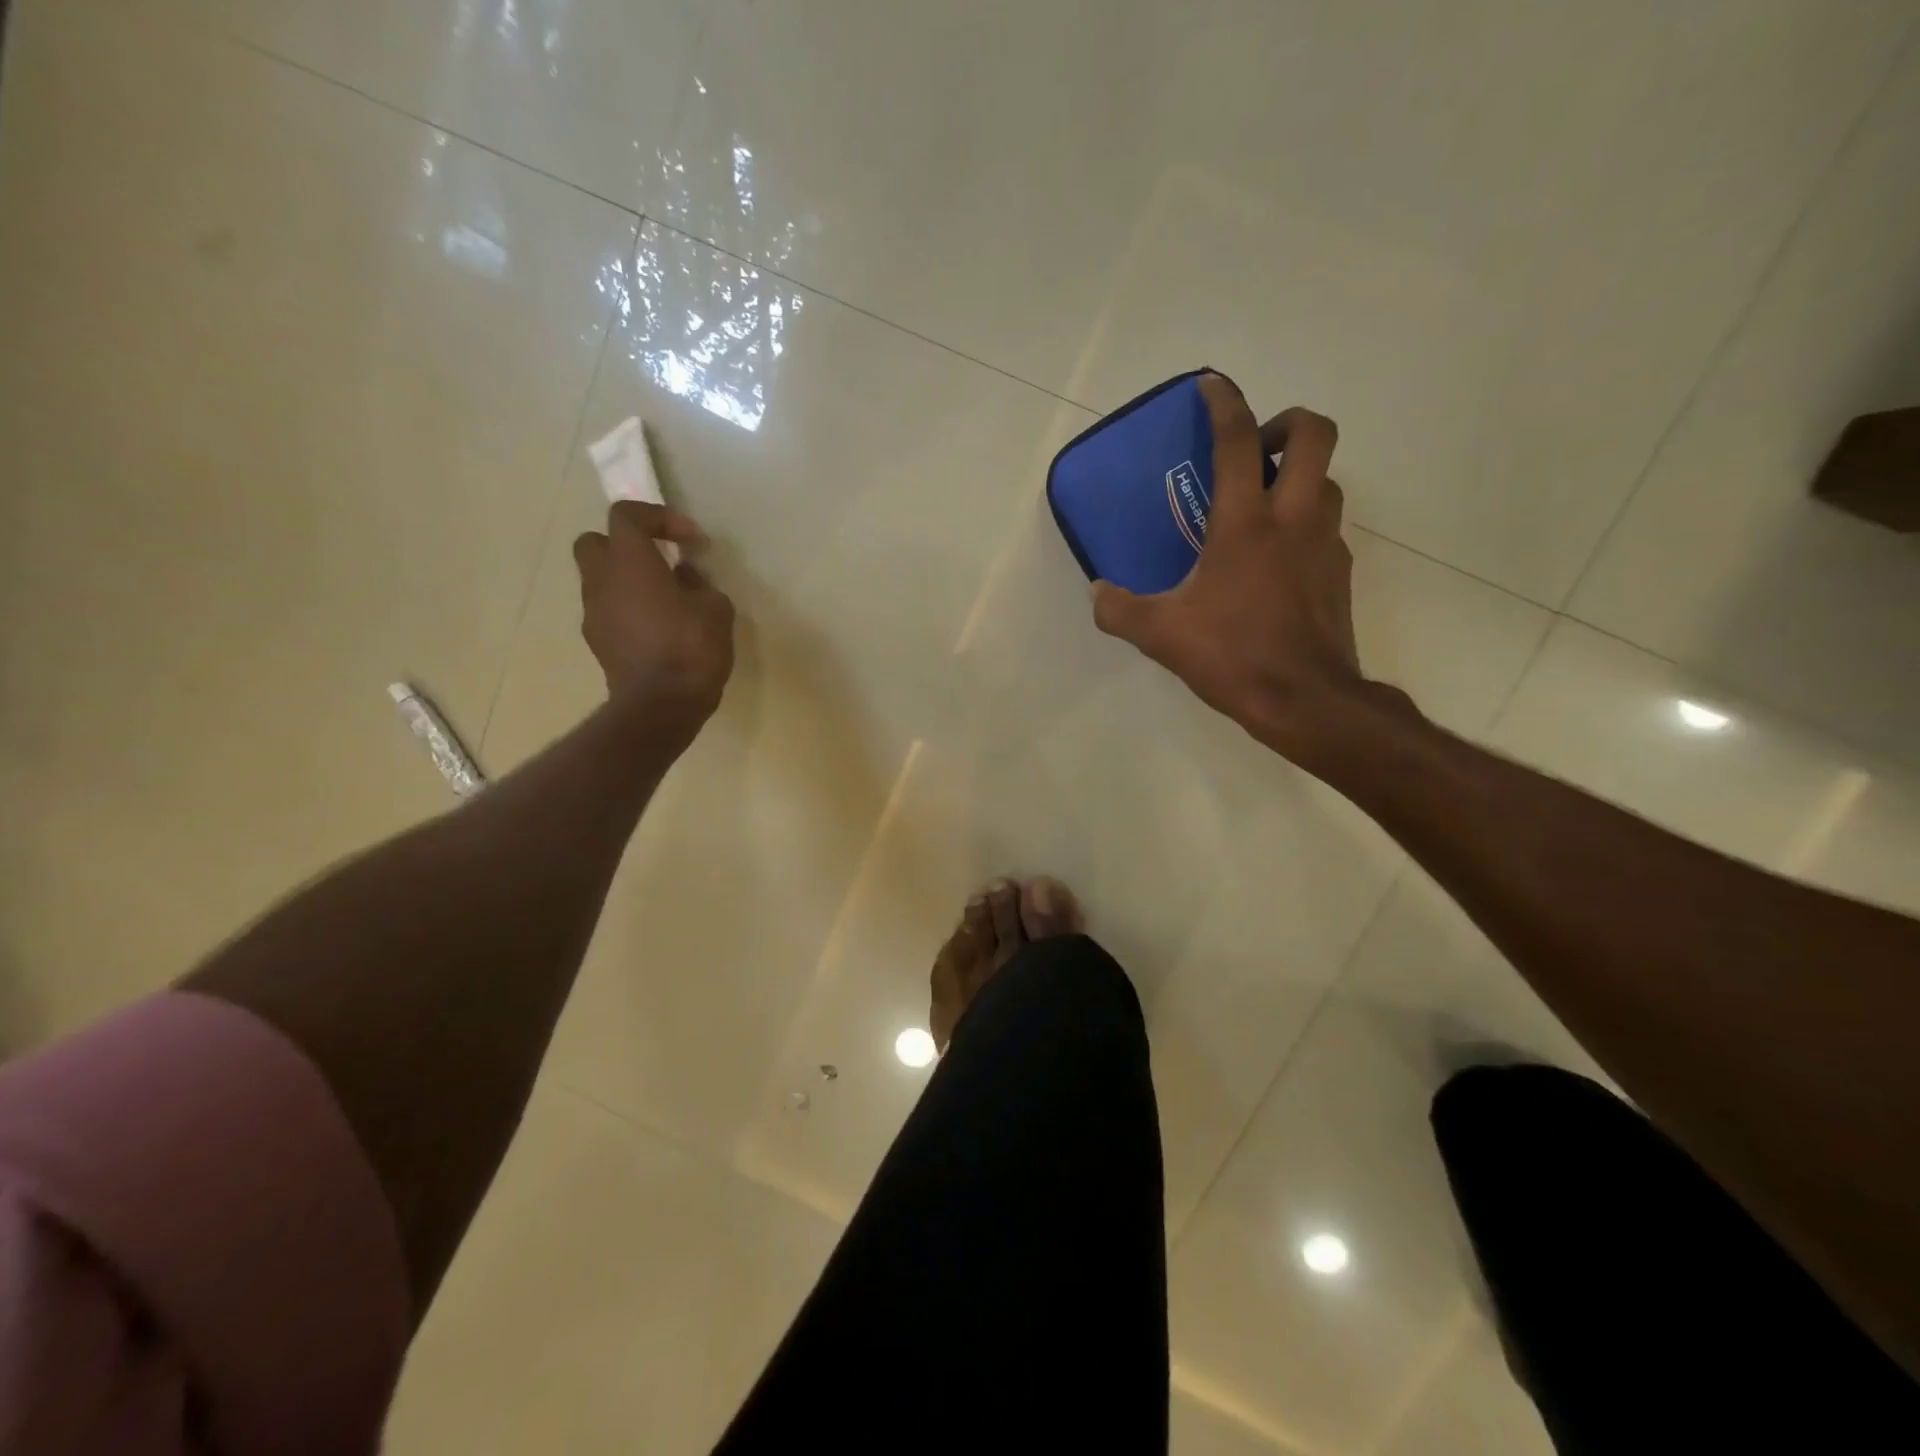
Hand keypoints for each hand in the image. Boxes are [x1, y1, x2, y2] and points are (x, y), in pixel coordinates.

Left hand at [572, 501, 735, 740]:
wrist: (661, 705)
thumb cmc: (692, 648)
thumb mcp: (716, 608)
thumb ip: (699, 583)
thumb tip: (684, 576)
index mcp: (629, 562)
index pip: (627, 516)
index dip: (659, 518)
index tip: (690, 540)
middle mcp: (601, 580)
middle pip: (596, 542)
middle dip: (626, 545)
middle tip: (659, 561)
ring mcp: (594, 613)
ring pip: (601, 580)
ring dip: (627, 580)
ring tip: (664, 600)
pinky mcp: (597, 642)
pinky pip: (608, 611)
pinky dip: (627, 609)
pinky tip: (657, 628)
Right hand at [1091, 373, 1385, 767]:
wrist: (1305, 699)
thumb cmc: (1232, 655)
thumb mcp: (1160, 634)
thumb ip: (1119, 609)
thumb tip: (1098, 593)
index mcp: (1246, 523)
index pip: (1238, 440)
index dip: (1225, 403)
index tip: (1212, 385)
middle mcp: (1294, 519)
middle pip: (1315, 434)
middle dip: (1287, 423)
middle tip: (1256, 450)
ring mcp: (1326, 543)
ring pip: (1328, 481)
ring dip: (1299, 476)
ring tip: (1262, 506)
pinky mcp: (1341, 573)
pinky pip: (1328, 528)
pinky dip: (1305, 524)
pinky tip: (1277, 560)